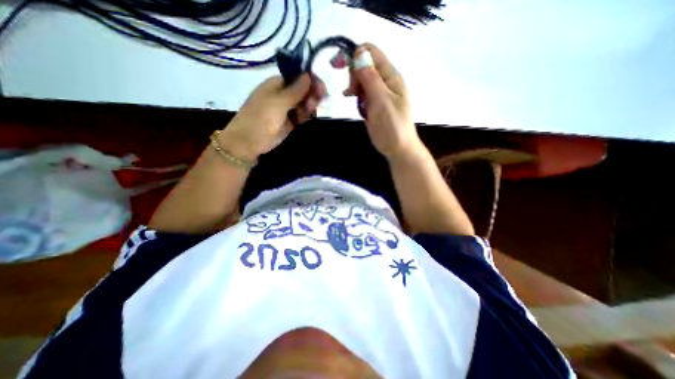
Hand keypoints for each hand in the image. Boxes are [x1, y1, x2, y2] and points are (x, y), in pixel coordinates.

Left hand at [221, 73, 325, 160]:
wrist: (250, 141)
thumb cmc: (261, 118)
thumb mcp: (278, 102)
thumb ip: (295, 90)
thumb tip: (308, 75)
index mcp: (277, 84)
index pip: (298, 76)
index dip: (310, 79)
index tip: (321, 86)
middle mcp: (283, 94)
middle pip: (303, 90)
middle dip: (312, 93)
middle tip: (318, 101)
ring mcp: (287, 108)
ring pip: (304, 103)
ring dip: (310, 105)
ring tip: (310, 111)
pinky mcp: (290, 121)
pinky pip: (302, 115)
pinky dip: (306, 115)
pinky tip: (307, 117)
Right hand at [336, 43, 422, 159]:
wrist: (398, 148)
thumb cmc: (392, 127)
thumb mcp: (381, 101)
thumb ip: (371, 78)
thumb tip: (359, 53)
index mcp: (390, 76)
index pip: (371, 52)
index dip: (353, 54)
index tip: (337, 66)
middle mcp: (385, 81)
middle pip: (364, 65)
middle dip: (353, 74)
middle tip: (351, 92)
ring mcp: (380, 93)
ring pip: (362, 80)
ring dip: (354, 87)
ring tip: (354, 100)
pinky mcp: (374, 104)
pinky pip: (362, 93)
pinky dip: (357, 97)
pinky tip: (355, 104)